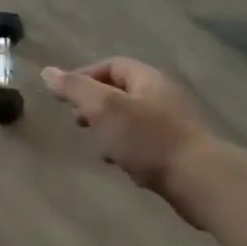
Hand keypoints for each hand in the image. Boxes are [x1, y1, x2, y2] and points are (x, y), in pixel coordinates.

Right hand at [43, 58, 211, 211]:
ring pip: (131, 120)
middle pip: (121, 92)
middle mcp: (162, 96)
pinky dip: (126, 149)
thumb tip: (47, 71)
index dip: (84, 76)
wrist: (199, 180)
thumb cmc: (147, 138)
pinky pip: (144, 143)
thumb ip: (74, 88)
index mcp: (147, 79)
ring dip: (110, 130)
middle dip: (95, 105)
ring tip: (97, 146)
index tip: (64, 96)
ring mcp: (172, 125)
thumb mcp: (104, 108)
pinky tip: (120, 165)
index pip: (111, 65)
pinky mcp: (177, 151)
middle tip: (78, 121)